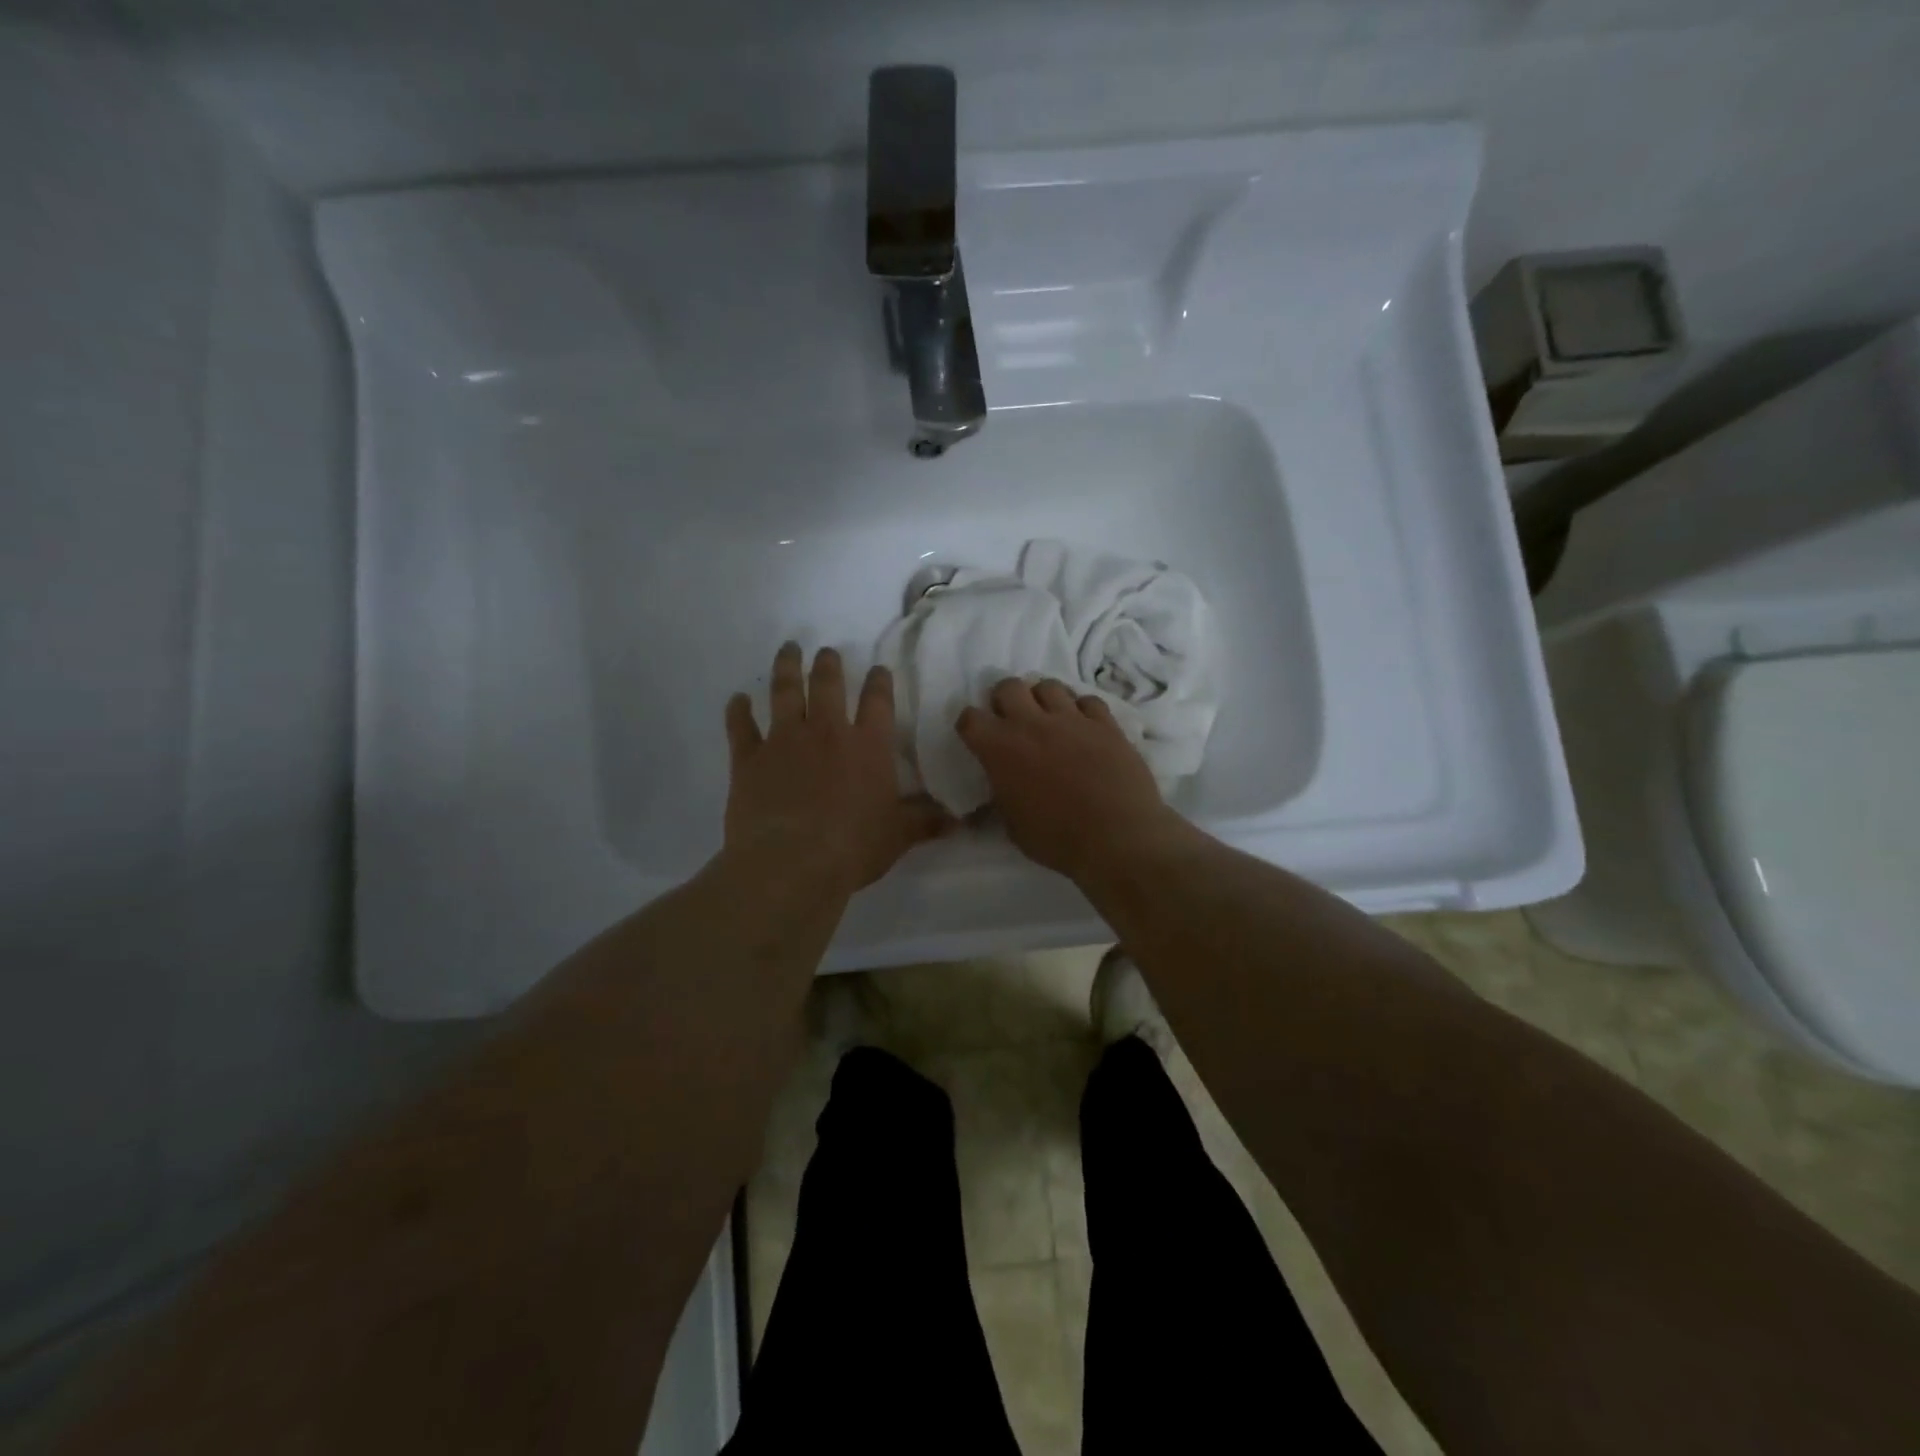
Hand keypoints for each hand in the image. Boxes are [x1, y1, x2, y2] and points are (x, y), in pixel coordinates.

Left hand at [724, 643, 951, 892]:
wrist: (791, 864)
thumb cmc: (853, 848)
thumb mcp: (898, 837)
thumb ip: (924, 822)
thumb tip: (958, 821)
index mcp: (867, 746)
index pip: (878, 702)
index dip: (879, 682)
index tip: (878, 669)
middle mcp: (826, 732)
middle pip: (828, 685)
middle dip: (829, 664)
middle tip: (827, 652)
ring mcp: (784, 741)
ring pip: (785, 692)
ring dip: (787, 668)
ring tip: (788, 649)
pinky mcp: (749, 759)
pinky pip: (741, 727)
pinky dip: (738, 711)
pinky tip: (737, 699)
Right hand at [956, 678, 1190, 882]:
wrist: (1117, 838)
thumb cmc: (1057, 840)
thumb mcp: (1013, 826)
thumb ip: (1001, 797)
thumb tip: (994, 793)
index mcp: (1001, 749)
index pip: (970, 718)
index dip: (971, 726)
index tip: (978, 738)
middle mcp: (1032, 724)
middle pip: (1008, 687)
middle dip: (1005, 700)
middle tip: (1013, 722)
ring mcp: (1071, 719)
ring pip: (1048, 686)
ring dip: (1043, 700)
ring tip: (1050, 720)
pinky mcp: (1106, 723)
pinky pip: (1088, 701)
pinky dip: (1082, 711)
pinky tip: (1084, 728)